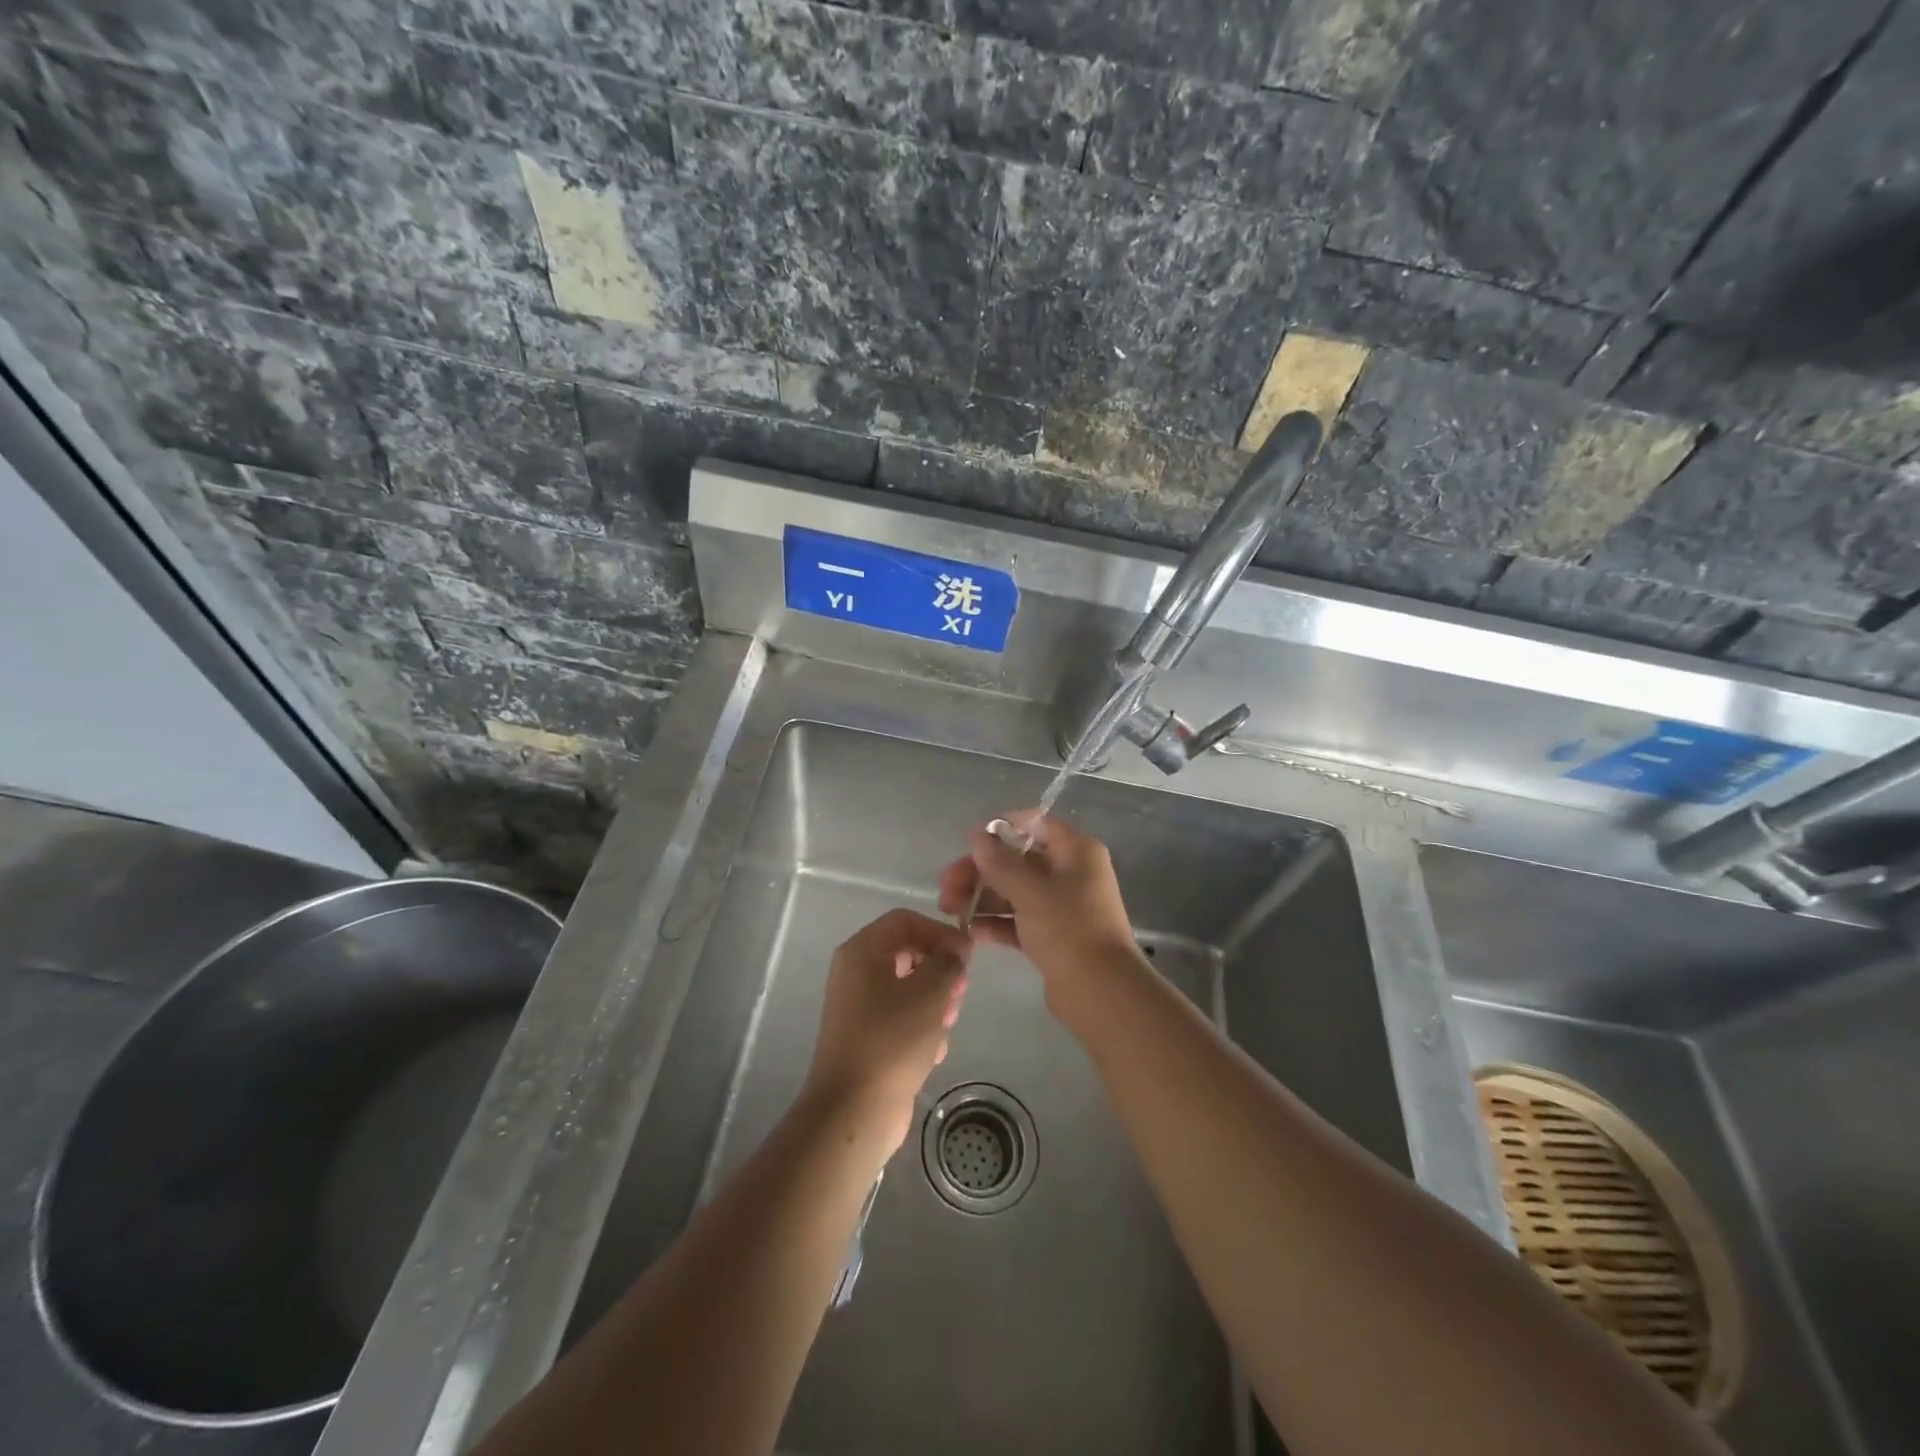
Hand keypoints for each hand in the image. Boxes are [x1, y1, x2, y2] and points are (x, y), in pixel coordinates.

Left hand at [802, 910, 971, 1154]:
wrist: (853, 1111)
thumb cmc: (892, 1041)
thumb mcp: (930, 993)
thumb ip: (949, 961)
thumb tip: (956, 949)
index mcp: (862, 951)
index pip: (906, 920)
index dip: (940, 932)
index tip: (966, 957)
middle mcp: (855, 972)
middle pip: (908, 952)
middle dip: (940, 971)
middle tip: (959, 994)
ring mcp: (858, 1006)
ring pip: (909, 987)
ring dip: (934, 1003)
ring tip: (945, 1027)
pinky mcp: (867, 1037)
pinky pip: (901, 1017)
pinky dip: (920, 1028)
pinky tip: (931, 1052)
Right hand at [937, 812, 1141, 1000]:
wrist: (1100, 992)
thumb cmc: (1068, 928)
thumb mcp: (1030, 890)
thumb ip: (999, 861)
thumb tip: (976, 834)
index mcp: (1076, 851)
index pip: (1036, 825)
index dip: (1002, 829)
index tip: (969, 842)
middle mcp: (1071, 873)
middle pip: (1018, 861)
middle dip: (980, 871)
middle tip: (946, 888)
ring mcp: (1063, 907)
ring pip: (1015, 892)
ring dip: (982, 898)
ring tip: (950, 910)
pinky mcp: (1054, 937)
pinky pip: (1019, 920)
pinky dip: (996, 922)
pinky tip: (970, 932)